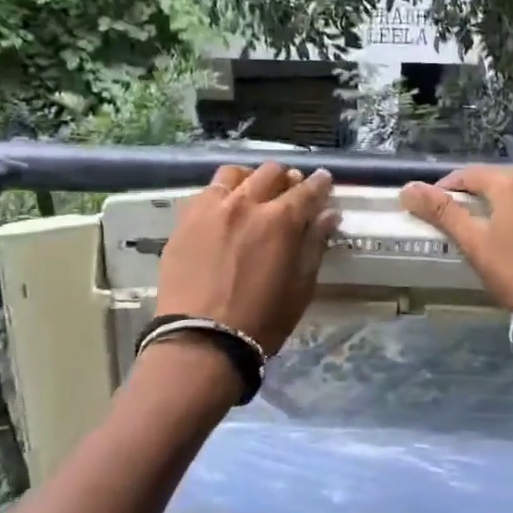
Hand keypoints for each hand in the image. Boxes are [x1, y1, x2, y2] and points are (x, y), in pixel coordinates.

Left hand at [157, 163, 339, 354]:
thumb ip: (314, 245)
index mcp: (280, 220)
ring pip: (234, 173)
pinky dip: (222, 193)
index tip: (324, 180)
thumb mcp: (300, 287)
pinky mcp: (185, 220)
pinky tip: (224, 208)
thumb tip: (328, 214)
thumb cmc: (261, 320)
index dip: (320, 183)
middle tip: (290, 191)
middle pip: (271, 172)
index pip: (307, 190)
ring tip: (253, 192)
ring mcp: (211, 208)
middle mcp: (246, 203)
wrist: (201, 340)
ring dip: (250, 178)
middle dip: (286, 178)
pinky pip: (206, 192)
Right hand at [400, 166, 512, 308]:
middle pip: (501, 178)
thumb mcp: (473, 243)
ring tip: (505, 216)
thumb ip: (442, 212)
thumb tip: (408, 188)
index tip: (435, 207)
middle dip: (481, 192)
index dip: (448, 189)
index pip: (468, 176)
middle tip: (468, 218)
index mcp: (509, 182)